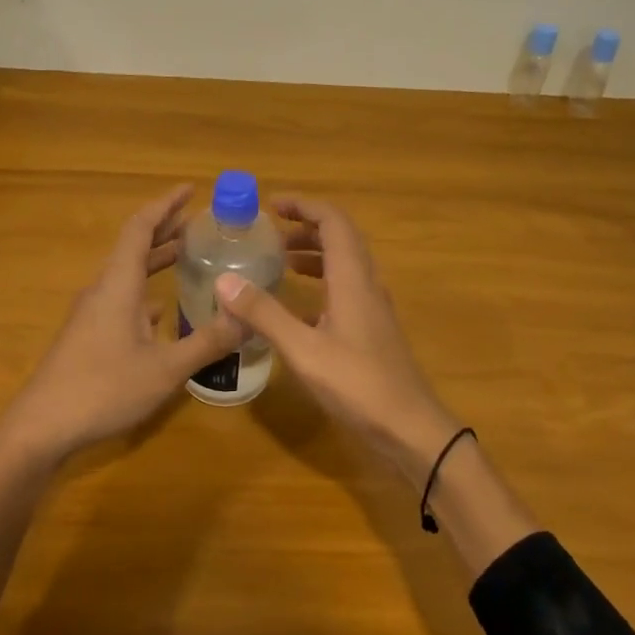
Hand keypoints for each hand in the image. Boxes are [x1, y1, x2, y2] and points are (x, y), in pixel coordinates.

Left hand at [0, 185, 244, 464]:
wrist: (41, 427)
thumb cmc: (103, 389)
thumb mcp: (165, 369)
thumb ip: (208, 342)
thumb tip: (248, 316)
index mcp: (118, 284)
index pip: (140, 228)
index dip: (165, 205)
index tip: (191, 190)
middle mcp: (103, 290)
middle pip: (134, 247)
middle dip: (166, 229)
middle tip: (201, 222)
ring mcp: (92, 313)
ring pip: (127, 274)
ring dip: (156, 260)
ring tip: (189, 256)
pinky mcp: (88, 335)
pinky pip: (122, 298)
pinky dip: (146, 291)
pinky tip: (164, 310)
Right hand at [215, 196, 458, 482]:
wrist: (410, 429)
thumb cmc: (358, 385)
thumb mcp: (303, 350)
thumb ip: (264, 314)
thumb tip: (224, 280)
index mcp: (353, 279)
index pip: (334, 222)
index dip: (305, 206)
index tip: (272, 205)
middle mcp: (366, 285)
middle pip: (341, 239)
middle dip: (306, 227)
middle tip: (271, 232)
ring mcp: (373, 309)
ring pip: (344, 266)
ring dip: (314, 255)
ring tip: (280, 261)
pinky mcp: (372, 331)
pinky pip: (345, 291)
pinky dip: (320, 285)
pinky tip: (297, 307)